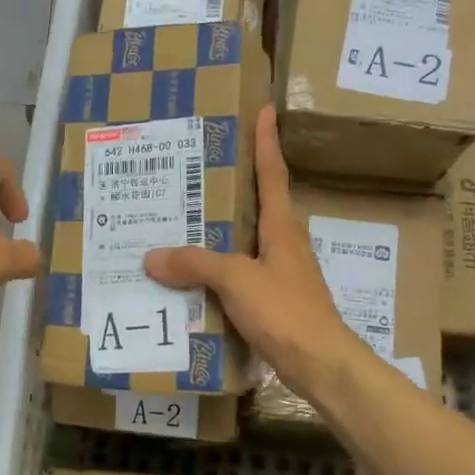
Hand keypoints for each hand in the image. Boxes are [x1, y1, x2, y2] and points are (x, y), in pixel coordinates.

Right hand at [145, 105, 360, 393]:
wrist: (322, 365)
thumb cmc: (286, 311)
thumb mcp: (237, 280)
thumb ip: (196, 264)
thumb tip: (152, 256)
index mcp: (282, 227)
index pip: (272, 173)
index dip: (266, 141)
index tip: (264, 110)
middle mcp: (285, 244)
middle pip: (259, 204)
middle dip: (234, 183)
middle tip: (198, 166)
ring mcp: (282, 274)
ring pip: (247, 241)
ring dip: (222, 229)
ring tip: (185, 219)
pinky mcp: (275, 302)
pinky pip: (240, 274)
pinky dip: (218, 269)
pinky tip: (193, 277)